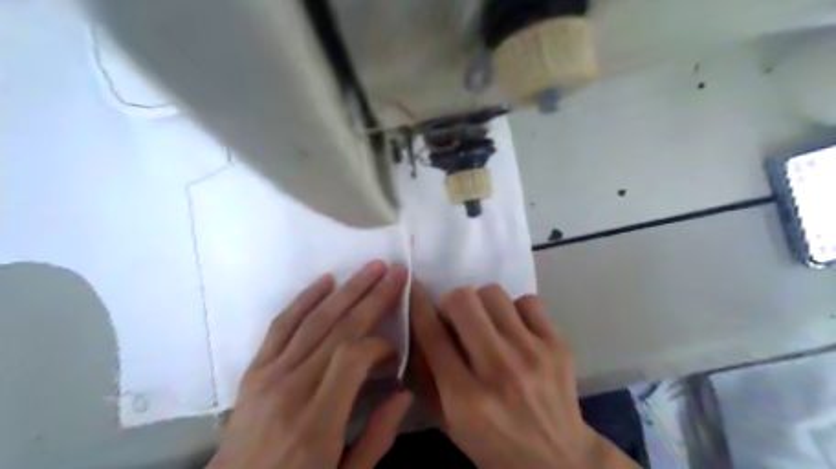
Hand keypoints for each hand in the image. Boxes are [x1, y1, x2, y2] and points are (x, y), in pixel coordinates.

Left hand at [210, 262, 414, 467]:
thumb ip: (378, 436)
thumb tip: (404, 391)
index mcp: (317, 423)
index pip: (353, 358)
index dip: (380, 344)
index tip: (395, 350)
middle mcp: (292, 390)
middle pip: (339, 329)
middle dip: (373, 297)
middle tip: (396, 272)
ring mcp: (269, 375)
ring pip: (315, 320)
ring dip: (347, 289)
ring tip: (372, 267)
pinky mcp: (255, 370)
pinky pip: (281, 325)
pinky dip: (305, 299)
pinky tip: (326, 280)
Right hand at [410, 283, 641, 467]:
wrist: (559, 460)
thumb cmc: (494, 444)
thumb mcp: (449, 422)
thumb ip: (428, 375)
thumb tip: (421, 327)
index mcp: (466, 397)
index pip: (432, 334)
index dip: (418, 304)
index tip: (415, 289)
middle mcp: (499, 369)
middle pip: (463, 301)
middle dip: (451, 303)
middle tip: (456, 318)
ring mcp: (532, 353)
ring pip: (494, 293)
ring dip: (482, 304)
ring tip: (488, 323)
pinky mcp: (558, 345)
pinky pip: (529, 301)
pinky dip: (515, 310)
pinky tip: (516, 330)